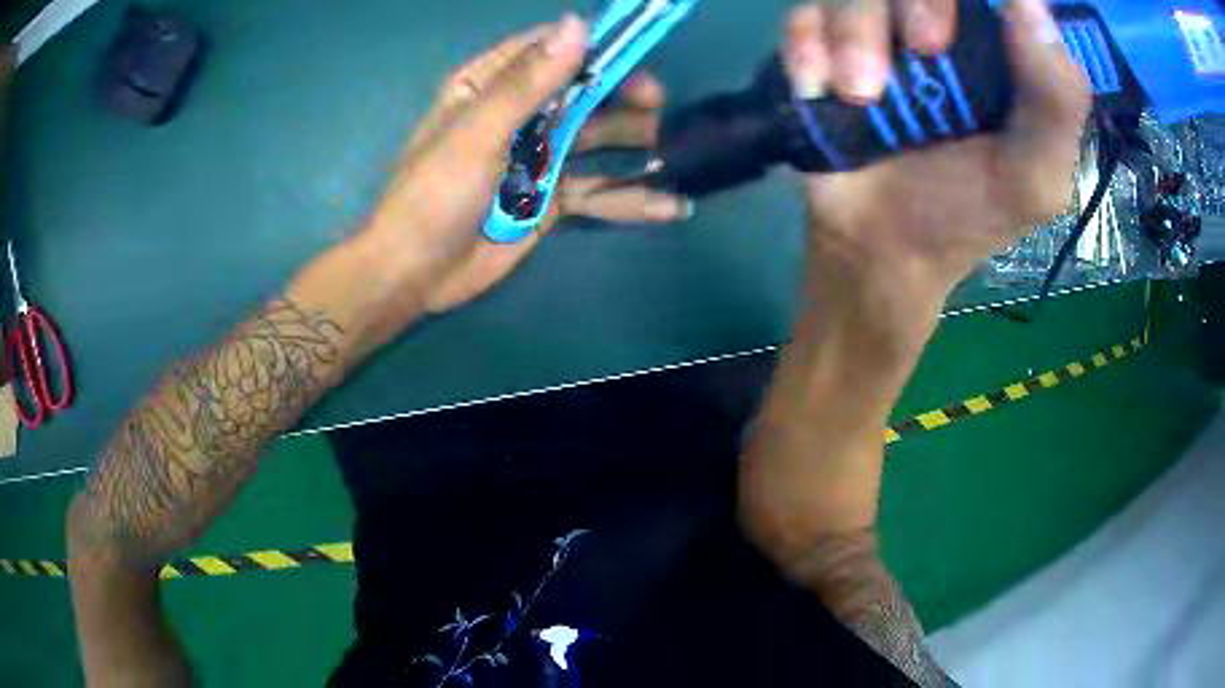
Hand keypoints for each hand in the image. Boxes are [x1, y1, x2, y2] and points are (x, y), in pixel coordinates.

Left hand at [361, 17, 689, 315]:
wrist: (415, 275)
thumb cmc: (434, 195)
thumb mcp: (478, 132)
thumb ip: (529, 82)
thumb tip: (578, 25)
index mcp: (487, 87)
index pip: (546, 51)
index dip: (590, 46)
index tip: (635, 47)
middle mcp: (517, 116)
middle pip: (580, 93)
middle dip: (621, 95)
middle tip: (656, 105)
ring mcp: (537, 158)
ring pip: (596, 139)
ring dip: (633, 141)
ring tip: (669, 148)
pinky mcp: (550, 200)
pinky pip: (597, 191)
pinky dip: (631, 198)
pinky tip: (670, 204)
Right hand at [784, 0, 1090, 292]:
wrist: (879, 248)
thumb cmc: (966, 213)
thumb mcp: (1035, 176)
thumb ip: (1056, 101)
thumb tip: (1031, 3)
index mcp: (997, 50)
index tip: (965, 30)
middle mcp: (936, 25)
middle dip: (919, 1)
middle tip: (923, 48)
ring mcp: (877, 31)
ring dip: (854, 33)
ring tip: (858, 96)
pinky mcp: (823, 44)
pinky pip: (805, 14)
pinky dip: (807, 44)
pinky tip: (818, 90)